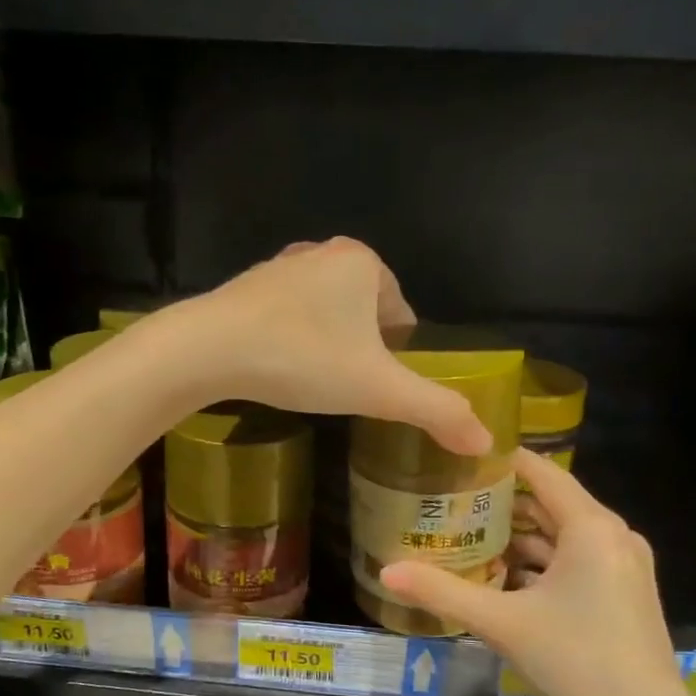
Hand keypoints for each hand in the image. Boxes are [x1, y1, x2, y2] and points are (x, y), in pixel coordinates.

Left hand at [175, 238, 490, 455]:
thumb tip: (487, 442)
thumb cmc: (303, 359)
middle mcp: (323, 253)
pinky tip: (280, 369)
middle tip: (347, 392)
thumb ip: (436, 412)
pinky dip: (292, 341)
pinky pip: (287, 317)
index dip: (398, 357)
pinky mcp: (245, 287)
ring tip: (314, 384)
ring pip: (324, 314)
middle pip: (363, 314)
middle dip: (361, 351)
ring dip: (327, 346)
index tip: (380, 389)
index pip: (402, 316)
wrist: (208, 349)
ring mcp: (280, 267)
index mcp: (364, 263)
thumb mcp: (379, 390)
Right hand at [379, 450, 688, 695]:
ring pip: (564, 533)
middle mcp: (613, 535)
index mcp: (591, 527)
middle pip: (551, 501)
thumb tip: (385, 572)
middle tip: (452, 495)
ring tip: (469, 533)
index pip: (541, 471)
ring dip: (521, 534)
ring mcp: (624, 564)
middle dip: (503, 499)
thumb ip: (442, 592)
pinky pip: (577, 558)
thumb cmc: (576, 660)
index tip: (459, 453)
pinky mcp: (626, 590)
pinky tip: (505, 576)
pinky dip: (543, 560)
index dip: (501, 458)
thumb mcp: (501, 622)